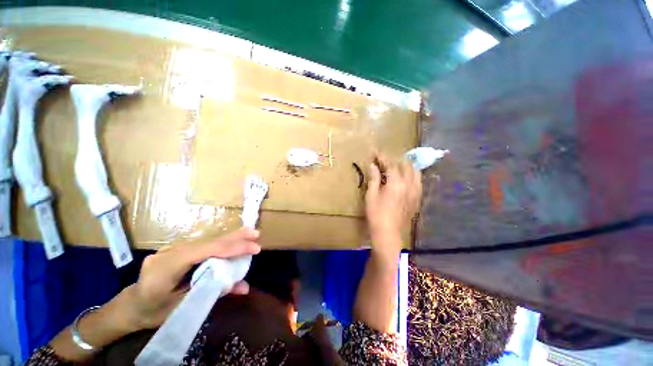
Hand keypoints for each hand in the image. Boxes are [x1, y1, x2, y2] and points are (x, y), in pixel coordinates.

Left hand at [122, 227, 260, 329]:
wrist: (131, 306)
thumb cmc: (153, 312)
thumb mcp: (183, 307)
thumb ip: (214, 293)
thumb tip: (245, 287)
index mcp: (165, 268)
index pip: (203, 252)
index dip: (231, 248)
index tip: (254, 249)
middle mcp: (170, 252)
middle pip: (207, 242)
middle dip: (234, 238)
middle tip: (256, 234)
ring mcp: (173, 248)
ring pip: (207, 241)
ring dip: (231, 237)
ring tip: (250, 232)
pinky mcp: (179, 249)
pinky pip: (203, 244)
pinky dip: (221, 242)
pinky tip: (233, 239)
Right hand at [365, 154, 421, 254]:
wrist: (388, 233)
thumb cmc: (376, 214)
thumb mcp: (371, 195)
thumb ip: (374, 178)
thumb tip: (373, 165)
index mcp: (396, 183)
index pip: (390, 164)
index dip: (382, 157)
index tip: (375, 152)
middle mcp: (409, 184)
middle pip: (405, 165)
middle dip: (394, 160)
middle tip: (383, 162)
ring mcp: (415, 192)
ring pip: (415, 172)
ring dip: (405, 167)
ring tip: (395, 168)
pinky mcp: (417, 198)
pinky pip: (418, 182)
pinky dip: (411, 176)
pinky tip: (404, 179)